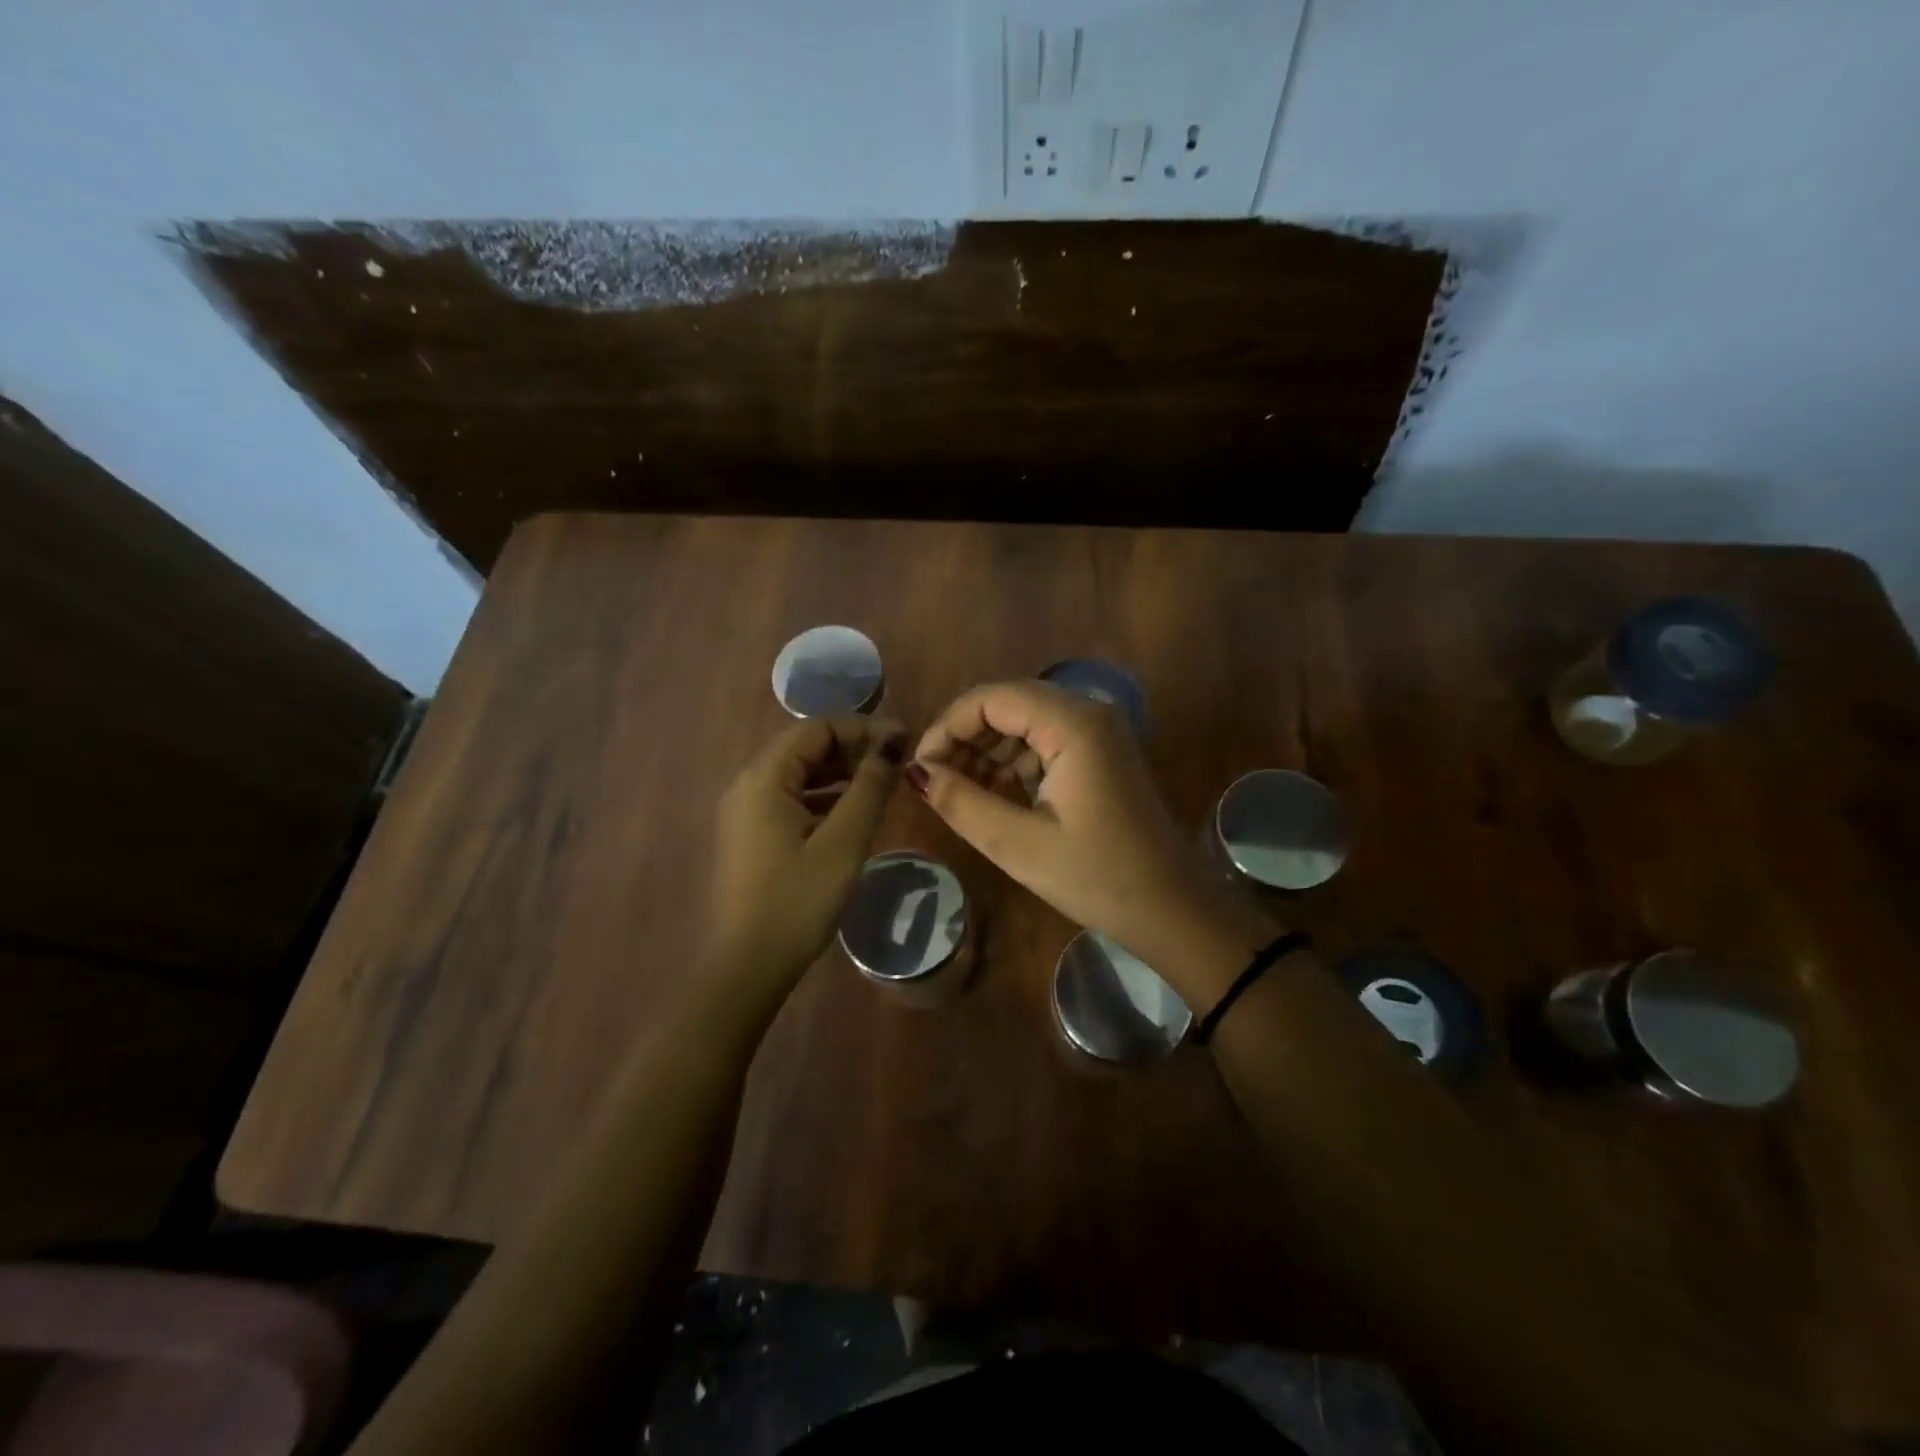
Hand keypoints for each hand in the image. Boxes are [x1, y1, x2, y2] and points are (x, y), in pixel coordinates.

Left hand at [707, 716, 906, 999]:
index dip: (863, 728)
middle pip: (806, 747)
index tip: (904, 742)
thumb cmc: (798, 900)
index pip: (817, 728)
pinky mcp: (751, 835)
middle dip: (853, 749)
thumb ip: (869, 787)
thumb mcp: (843, 842)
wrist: (748, 966)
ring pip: (799, 774)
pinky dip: (824, 797)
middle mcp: (748, 785)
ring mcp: (746, 811)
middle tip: (896, 764)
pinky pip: (791, 799)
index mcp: (764, 778)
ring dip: (840, 773)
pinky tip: (853, 814)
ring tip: (882, 785)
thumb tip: (892, 744)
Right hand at [911, 682, 1274, 997]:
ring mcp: (1100, 734)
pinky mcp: (1102, 755)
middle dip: (965, 737)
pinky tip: (995, 797)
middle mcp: (1089, 714)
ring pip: (1026, 722)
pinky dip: (1014, 763)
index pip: (992, 698)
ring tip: (959, 793)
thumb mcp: (1019, 845)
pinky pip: (1046, 742)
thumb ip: (962, 802)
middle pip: (1009, 703)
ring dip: (988, 750)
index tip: (921, 769)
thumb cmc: (1098, 878)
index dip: (948, 726)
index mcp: (1073, 724)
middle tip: (935, 782)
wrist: (1174, 909)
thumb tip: (914, 773)